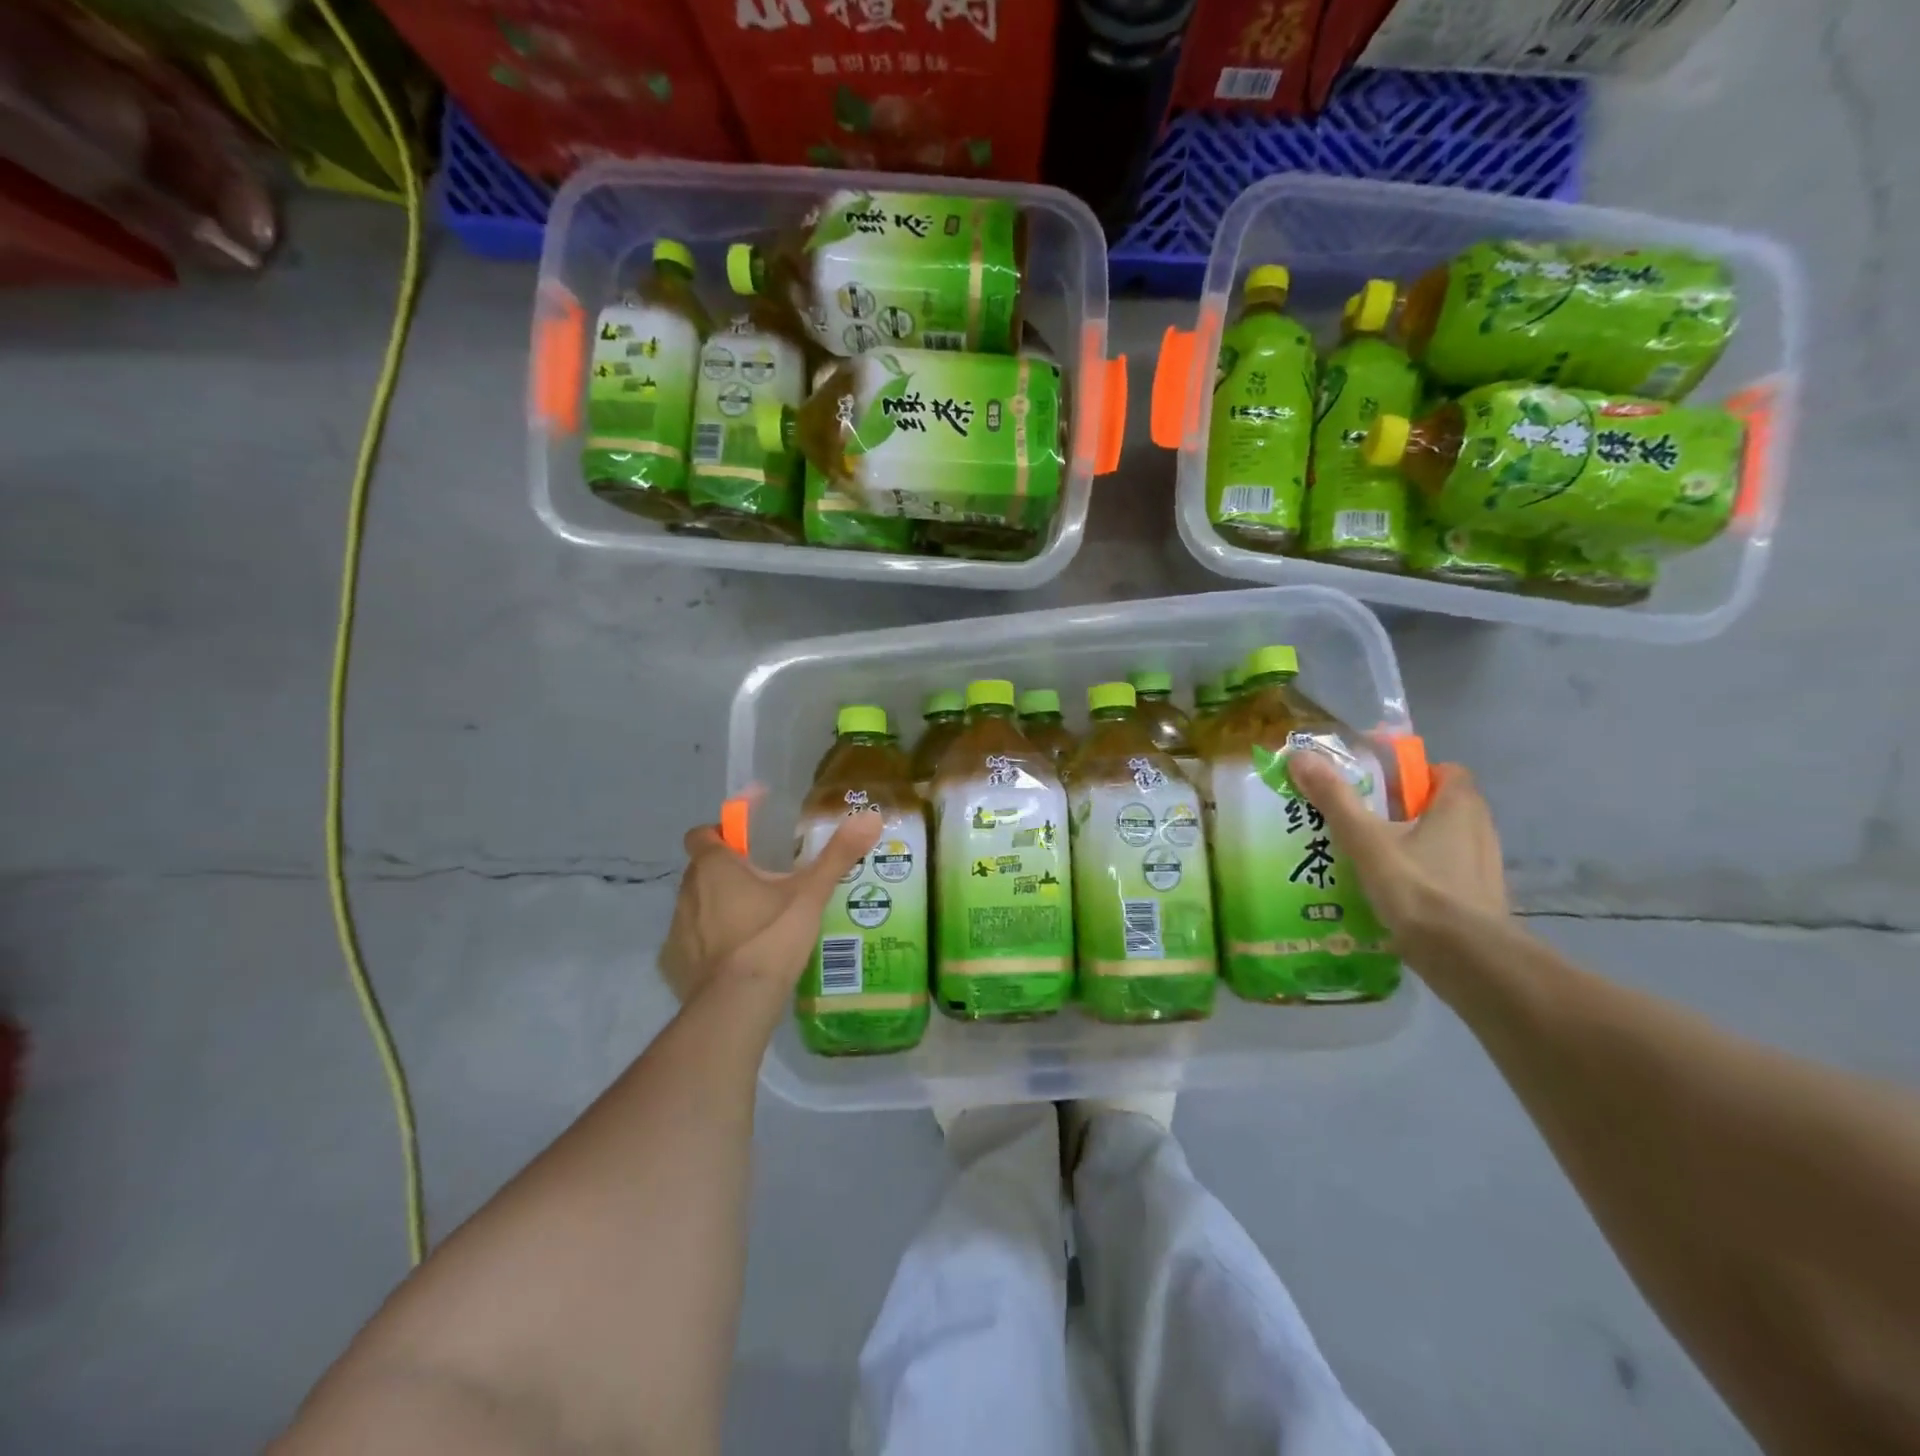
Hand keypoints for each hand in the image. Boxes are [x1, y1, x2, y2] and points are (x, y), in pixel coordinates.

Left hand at [659, 811, 882, 1005]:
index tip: (748, 837)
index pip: (702, 833)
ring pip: (696, 905)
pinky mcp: (674, 964)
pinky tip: (737, 957)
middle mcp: (688, 891)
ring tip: (755, 920)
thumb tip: (870, 816)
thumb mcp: (811, 893)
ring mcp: (676, 930)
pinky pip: (692, 942)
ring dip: (717, 906)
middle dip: (726, 870)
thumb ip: (838, 854)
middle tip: (763, 881)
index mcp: (714, 867)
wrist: (736, 1005)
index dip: (722, 830)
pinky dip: (710, 943)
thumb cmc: (771, 937)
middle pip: (701, 869)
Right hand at [1288, 750, 1507, 949]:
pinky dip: (1419, 877)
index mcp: (1460, 806)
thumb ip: (1334, 798)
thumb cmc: (1417, 888)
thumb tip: (1300, 756)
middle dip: (1403, 811)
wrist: (1466, 960)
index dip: (1412, 774)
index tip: (1376, 786)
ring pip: (1442, 843)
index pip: (1445, 772)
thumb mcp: (1365, 839)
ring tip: (1367, 859)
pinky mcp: (1478, 901)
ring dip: (1411, 845)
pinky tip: (1389, 893)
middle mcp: (1480, 830)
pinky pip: (1444, 875)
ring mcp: (1483, 869)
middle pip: (1440, 807)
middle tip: (1361, 821)